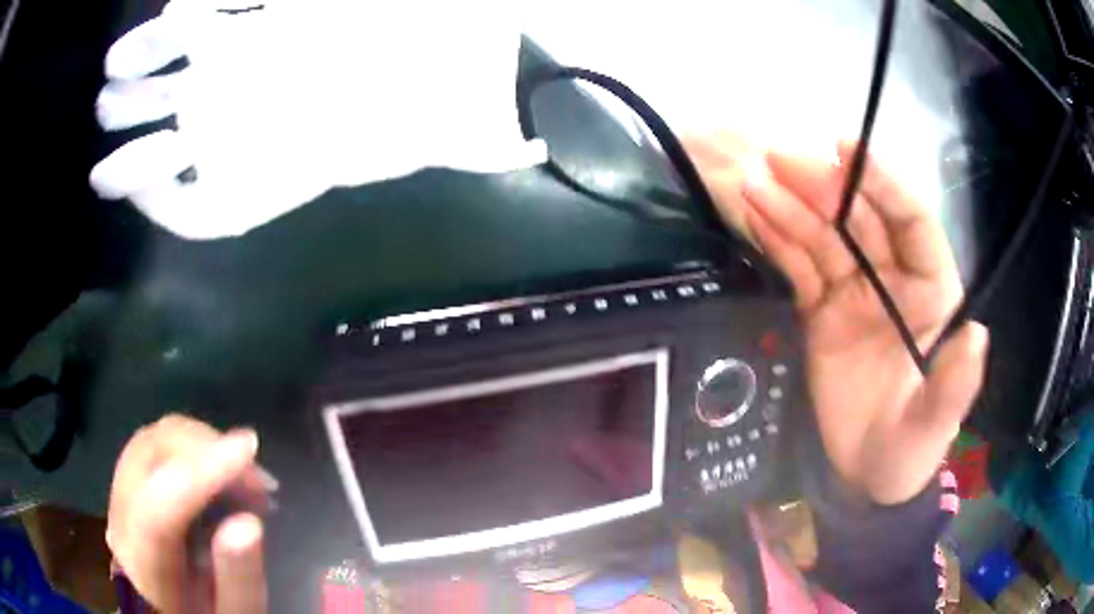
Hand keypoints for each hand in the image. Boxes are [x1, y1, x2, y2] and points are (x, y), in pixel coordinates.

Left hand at [107, 414, 269, 612]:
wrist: (177, 612)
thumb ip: (239, 581)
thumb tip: (249, 523)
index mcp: (143, 569)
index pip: (158, 511)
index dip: (200, 475)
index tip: (247, 448)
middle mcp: (120, 521)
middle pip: (149, 456)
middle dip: (206, 450)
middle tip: (258, 476)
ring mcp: (120, 495)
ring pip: (154, 439)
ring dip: (204, 445)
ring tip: (248, 478)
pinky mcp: (130, 482)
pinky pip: (158, 445)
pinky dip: (196, 448)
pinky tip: (225, 472)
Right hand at [687, 136, 988, 504]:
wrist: (864, 477)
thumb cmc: (907, 453)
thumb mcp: (932, 428)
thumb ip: (954, 386)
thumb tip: (974, 334)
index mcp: (933, 293)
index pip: (911, 222)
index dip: (883, 182)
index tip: (846, 147)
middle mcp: (895, 279)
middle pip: (860, 219)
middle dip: (823, 186)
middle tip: (778, 161)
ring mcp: (855, 292)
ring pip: (824, 237)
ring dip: (790, 207)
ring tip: (752, 183)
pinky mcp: (822, 309)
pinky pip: (800, 266)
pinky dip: (778, 240)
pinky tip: (755, 214)